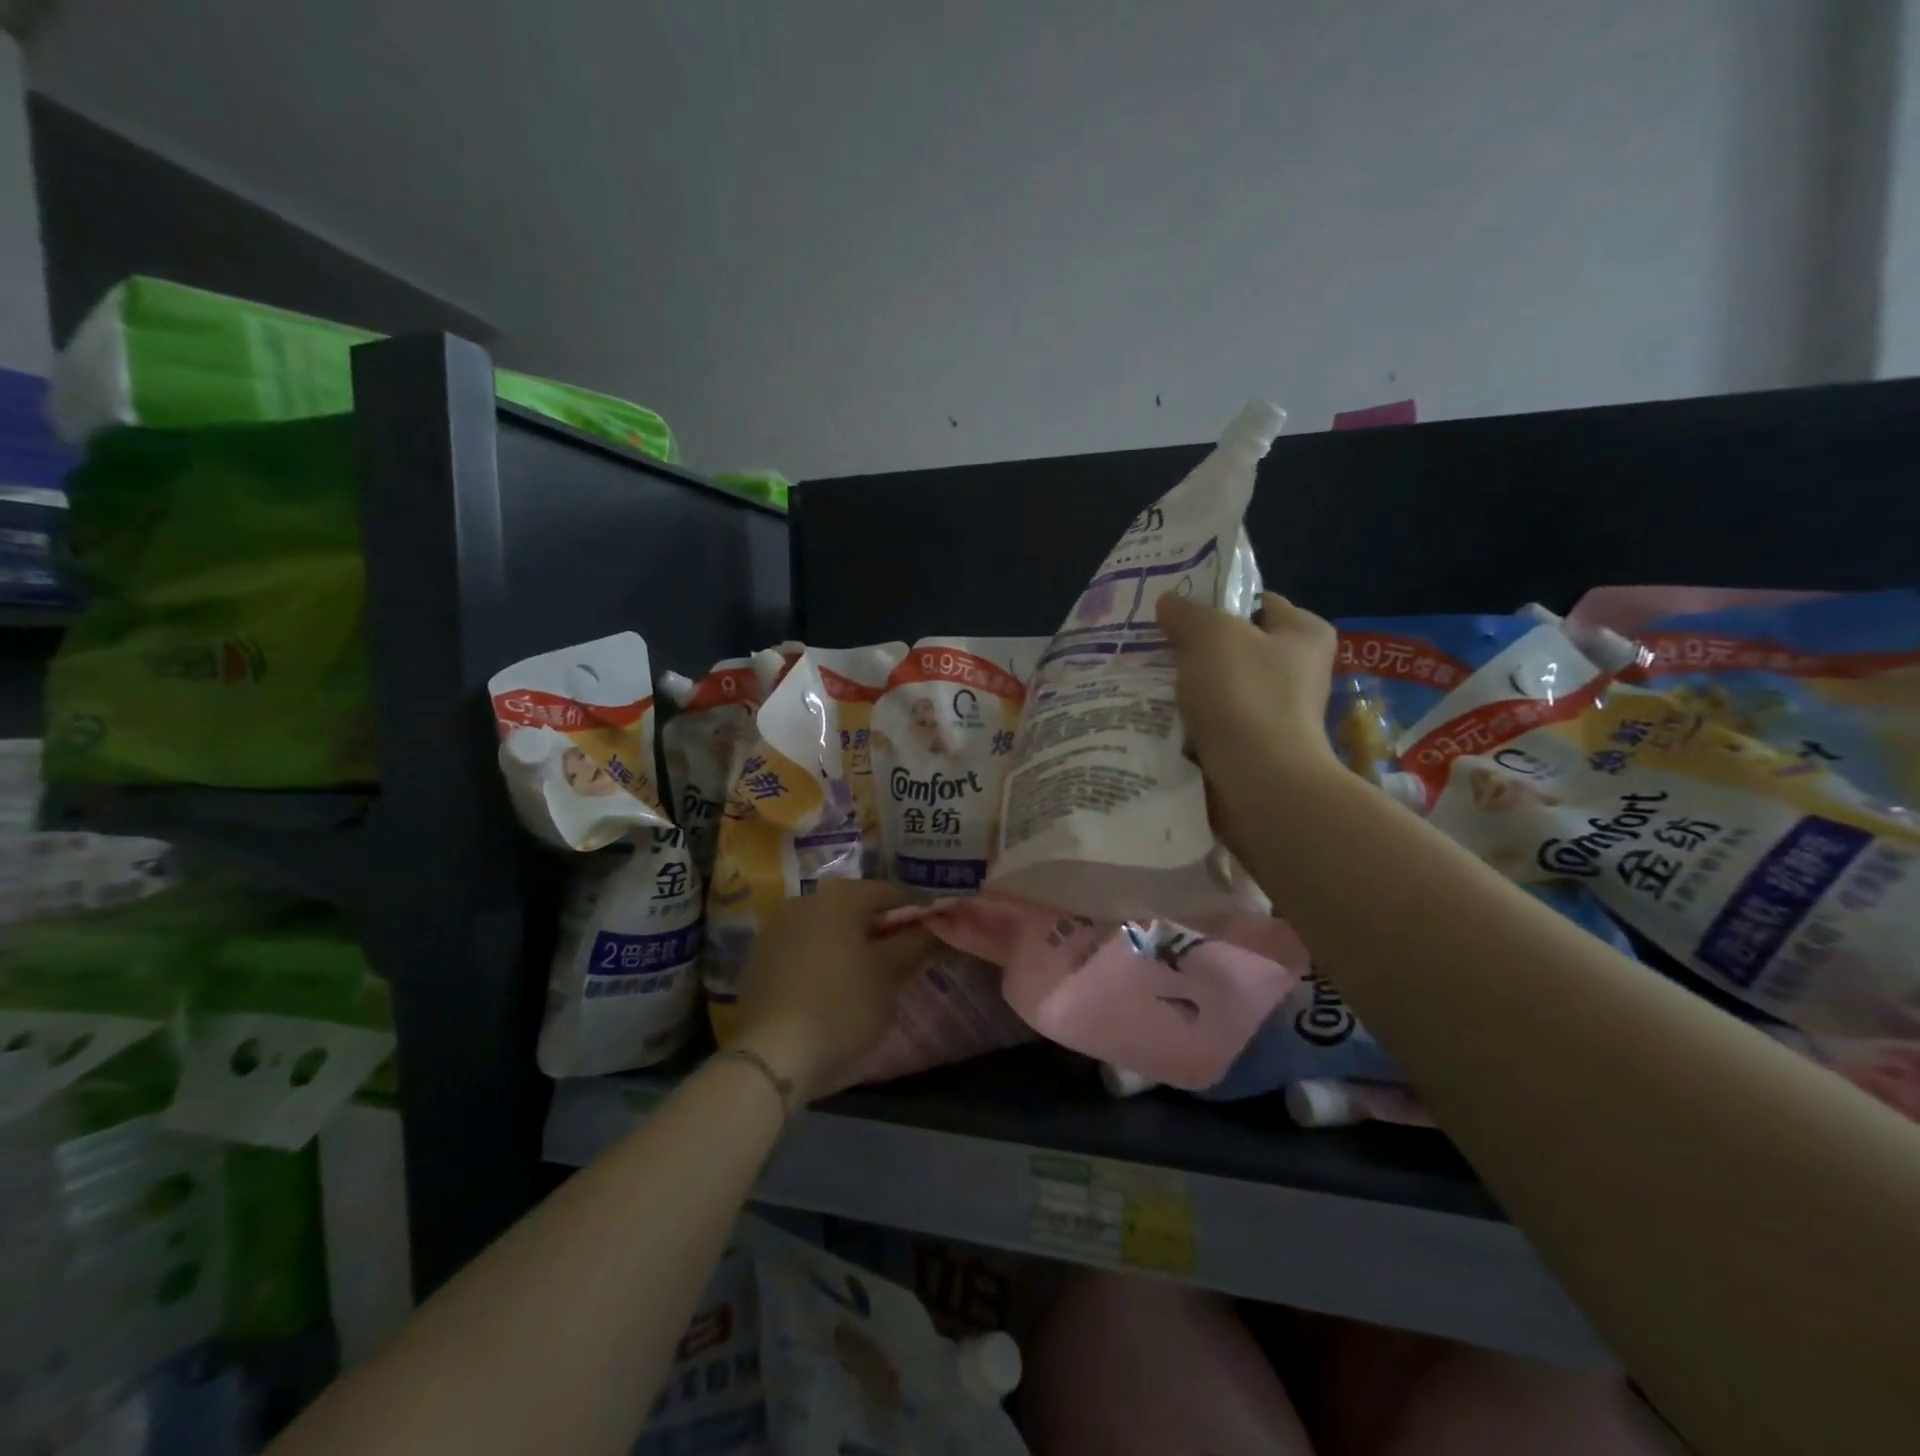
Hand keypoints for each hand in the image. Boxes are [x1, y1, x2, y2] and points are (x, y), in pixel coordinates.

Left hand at [731, 879, 936, 1103]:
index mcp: (840, 896)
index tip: (932, 938)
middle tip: (902, 962)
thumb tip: (939, 924)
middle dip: (881, 930)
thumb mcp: (890, 975)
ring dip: (849, 945)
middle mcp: (805, 899)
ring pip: (827, 929)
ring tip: (866, 979)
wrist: (770, 1055)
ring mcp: (776, 928)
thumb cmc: (841, 1007)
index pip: (892, 893)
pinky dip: (820, 961)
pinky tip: (828, 992)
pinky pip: (801, 949)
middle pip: (856, 908)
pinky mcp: (757, 958)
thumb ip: (917, 943)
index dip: (917, 914)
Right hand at [1156, 590, 1341, 845]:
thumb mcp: (1211, 636)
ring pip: (1220, 685)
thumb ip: (1188, 614)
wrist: (1258, 782)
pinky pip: (1214, 720)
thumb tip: (1169, 602)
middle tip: (1153, 644)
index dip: (1217, 600)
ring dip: (1188, 685)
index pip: (1258, 601)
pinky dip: (1190, 719)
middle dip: (1195, 646)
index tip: (1175, 609)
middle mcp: (1298, 670)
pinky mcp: (1254, 745)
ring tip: (1147, 678)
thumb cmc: (1245, 695)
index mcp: (1305, 633)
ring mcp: (1276, 711)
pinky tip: (1159, 714)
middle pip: (1235, 645)